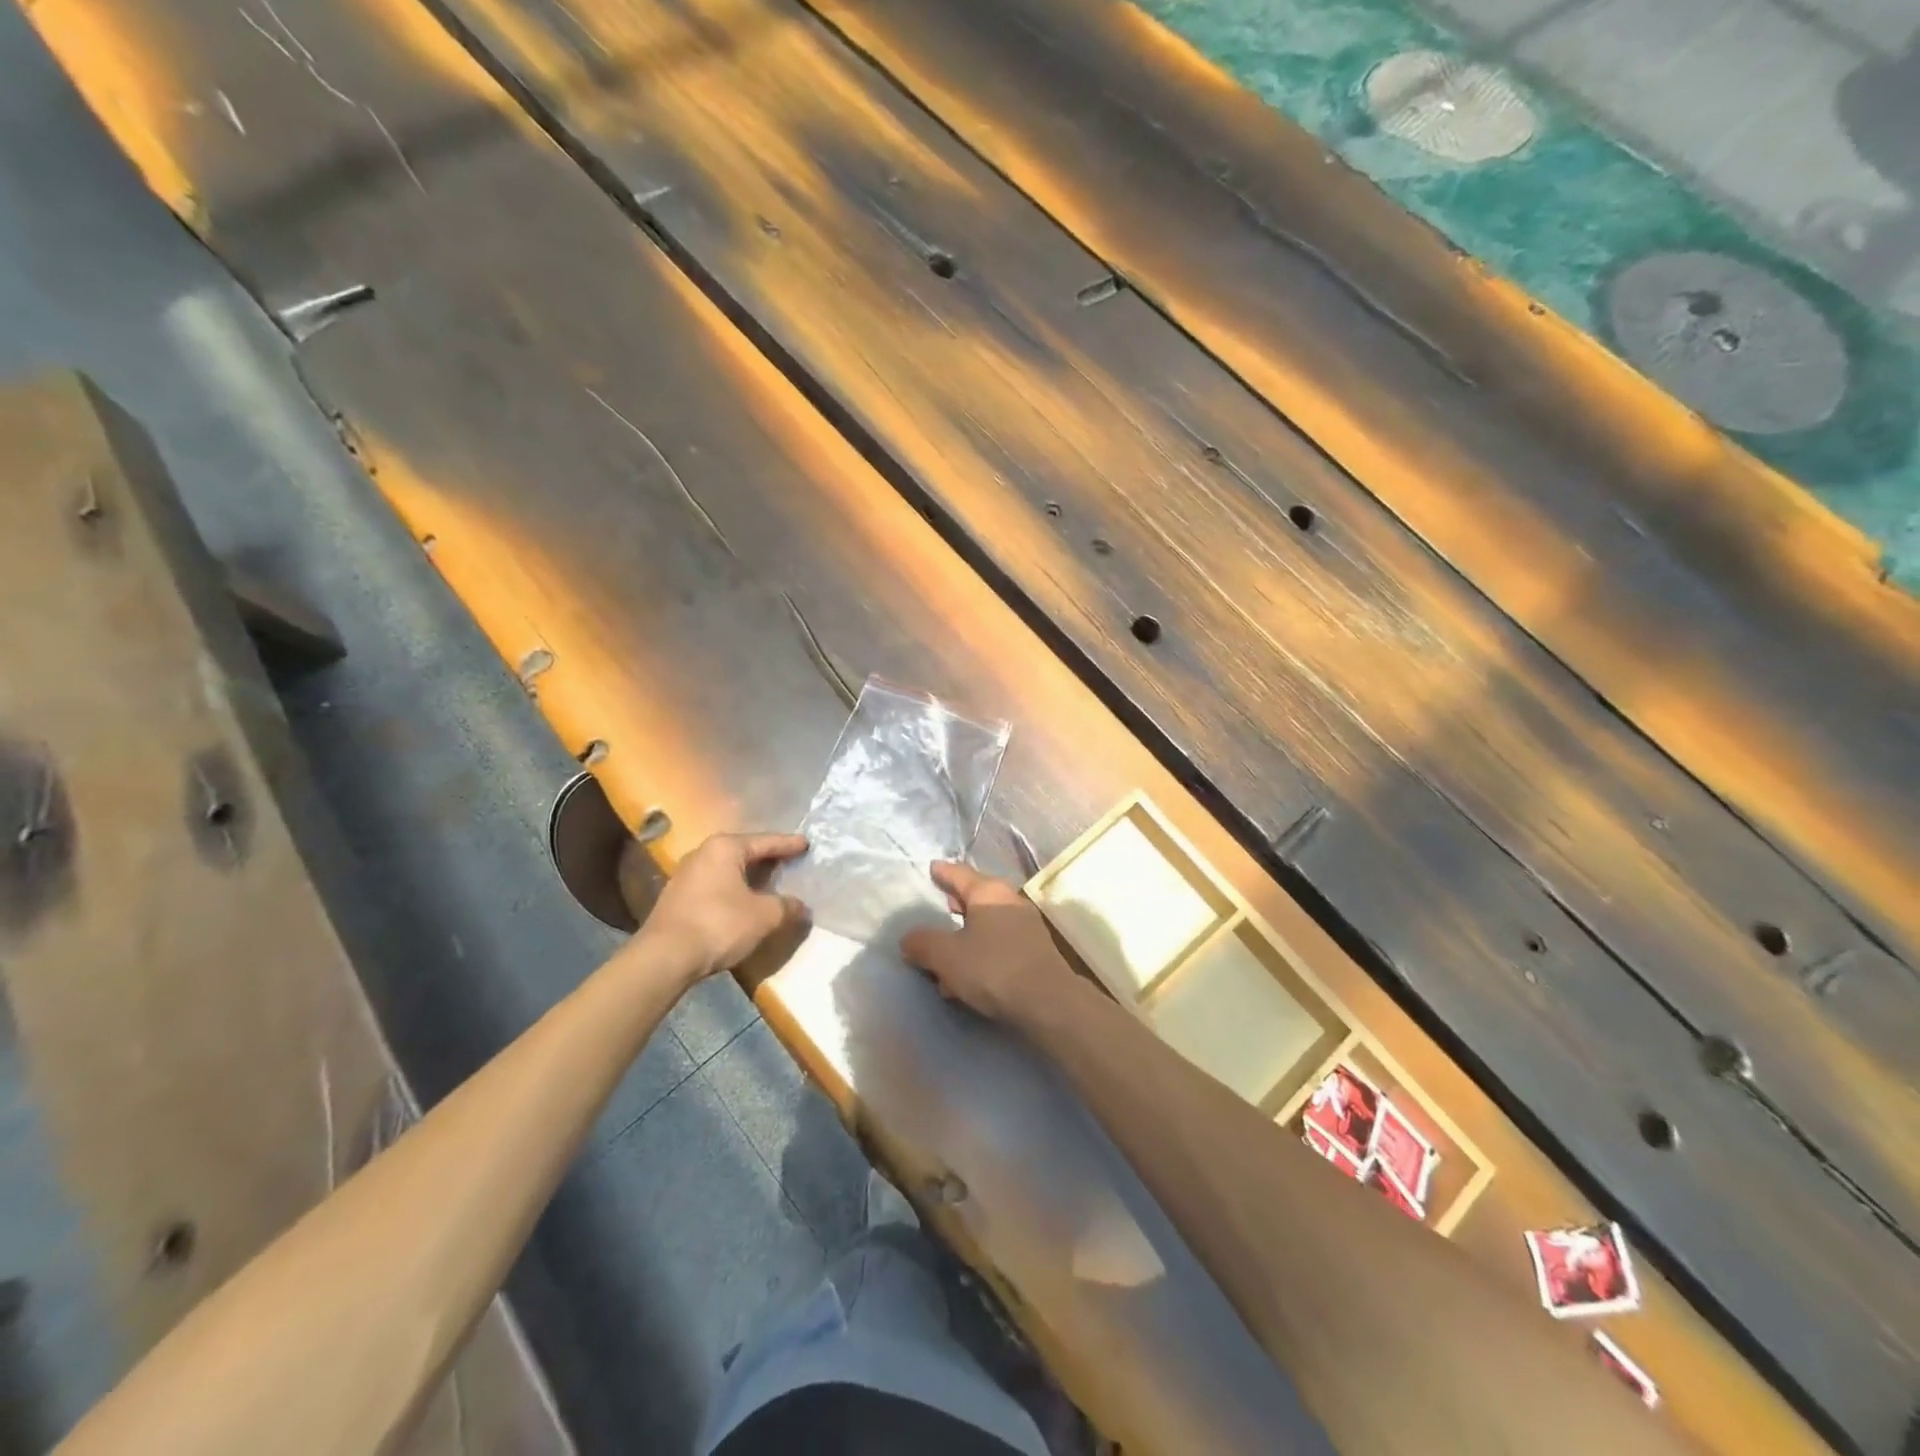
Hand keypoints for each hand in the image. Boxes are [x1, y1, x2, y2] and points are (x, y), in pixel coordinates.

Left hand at [640, 832, 809, 981]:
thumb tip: (802, 907)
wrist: (664, 957)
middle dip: (767, 858)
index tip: (806, 844)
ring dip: (749, 877)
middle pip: (745, 852)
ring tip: (769, 883)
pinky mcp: (677, 897)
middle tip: (790, 861)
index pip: (766, 841)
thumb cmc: (719, 925)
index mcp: (725, 848)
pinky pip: (715, 885)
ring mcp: (686, 875)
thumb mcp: (764, 916)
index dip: (789, 844)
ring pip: (728, 869)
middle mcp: (703, 853)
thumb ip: (787, 907)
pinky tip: (743, 902)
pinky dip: (733, 890)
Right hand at [899, 861, 1079, 1022]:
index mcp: (988, 892)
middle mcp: (1010, 901)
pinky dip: (981, 950)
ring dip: (967, 934)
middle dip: (956, 903)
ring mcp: (1026, 926)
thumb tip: (908, 939)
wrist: (1048, 1002)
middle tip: (940, 904)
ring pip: (988, 923)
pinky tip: (969, 974)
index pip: (960, 874)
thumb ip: (922, 943)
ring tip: (947, 952)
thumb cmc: (992, 968)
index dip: (943, 872)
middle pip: (977, 897)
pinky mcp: (1034, 951)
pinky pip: (999, 943)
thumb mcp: (946, 956)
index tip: (933, 867)